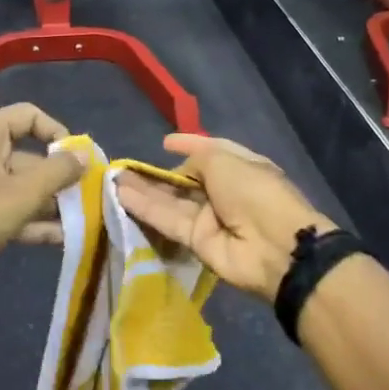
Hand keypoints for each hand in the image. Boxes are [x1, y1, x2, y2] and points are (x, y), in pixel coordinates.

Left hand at [0, 103, 84, 297]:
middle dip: (60, 178)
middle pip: (29, 155)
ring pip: (22, 187)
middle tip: (91, 198)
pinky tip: (63, 240)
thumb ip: (58, 172)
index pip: (29, 116)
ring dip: (51, 204)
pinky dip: (34, 221)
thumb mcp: (21, 195)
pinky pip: (11, 209)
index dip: (58, 134)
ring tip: (85, 222)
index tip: (80, 160)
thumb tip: (85, 155)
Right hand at [117, 133, 333, 302]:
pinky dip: (146, 209)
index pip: (211, 153)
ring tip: (114, 179)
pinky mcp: (196, 241)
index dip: (189, 146)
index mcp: (241, 168)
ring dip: (145, 191)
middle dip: (159, 174)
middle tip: (126, 168)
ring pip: (172, 201)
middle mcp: (225, 192)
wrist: (274, 246)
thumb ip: (198, 158)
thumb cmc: (255, 192)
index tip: (164, 143)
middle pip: (186, 180)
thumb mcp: (226, 161)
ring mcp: (210, 219)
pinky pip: (169, 221)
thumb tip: (181, 169)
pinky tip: (121, 196)